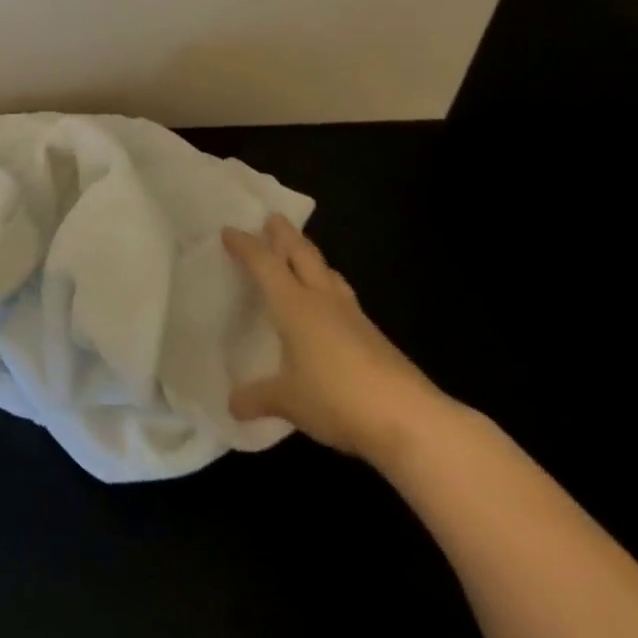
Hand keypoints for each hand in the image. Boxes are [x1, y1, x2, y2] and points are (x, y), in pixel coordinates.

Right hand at [224, 216, 450, 471]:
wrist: (409, 418)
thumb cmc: (336, 399)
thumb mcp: (288, 402)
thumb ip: (257, 398)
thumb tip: (232, 406)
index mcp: (294, 305)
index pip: (264, 263)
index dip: (245, 245)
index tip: (229, 230)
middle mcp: (322, 300)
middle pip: (302, 254)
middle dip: (285, 234)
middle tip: (272, 219)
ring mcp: (352, 315)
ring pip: (327, 271)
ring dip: (310, 257)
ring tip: (300, 254)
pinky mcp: (373, 335)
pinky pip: (342, 297)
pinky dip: (328, 287)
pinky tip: (328, 306)